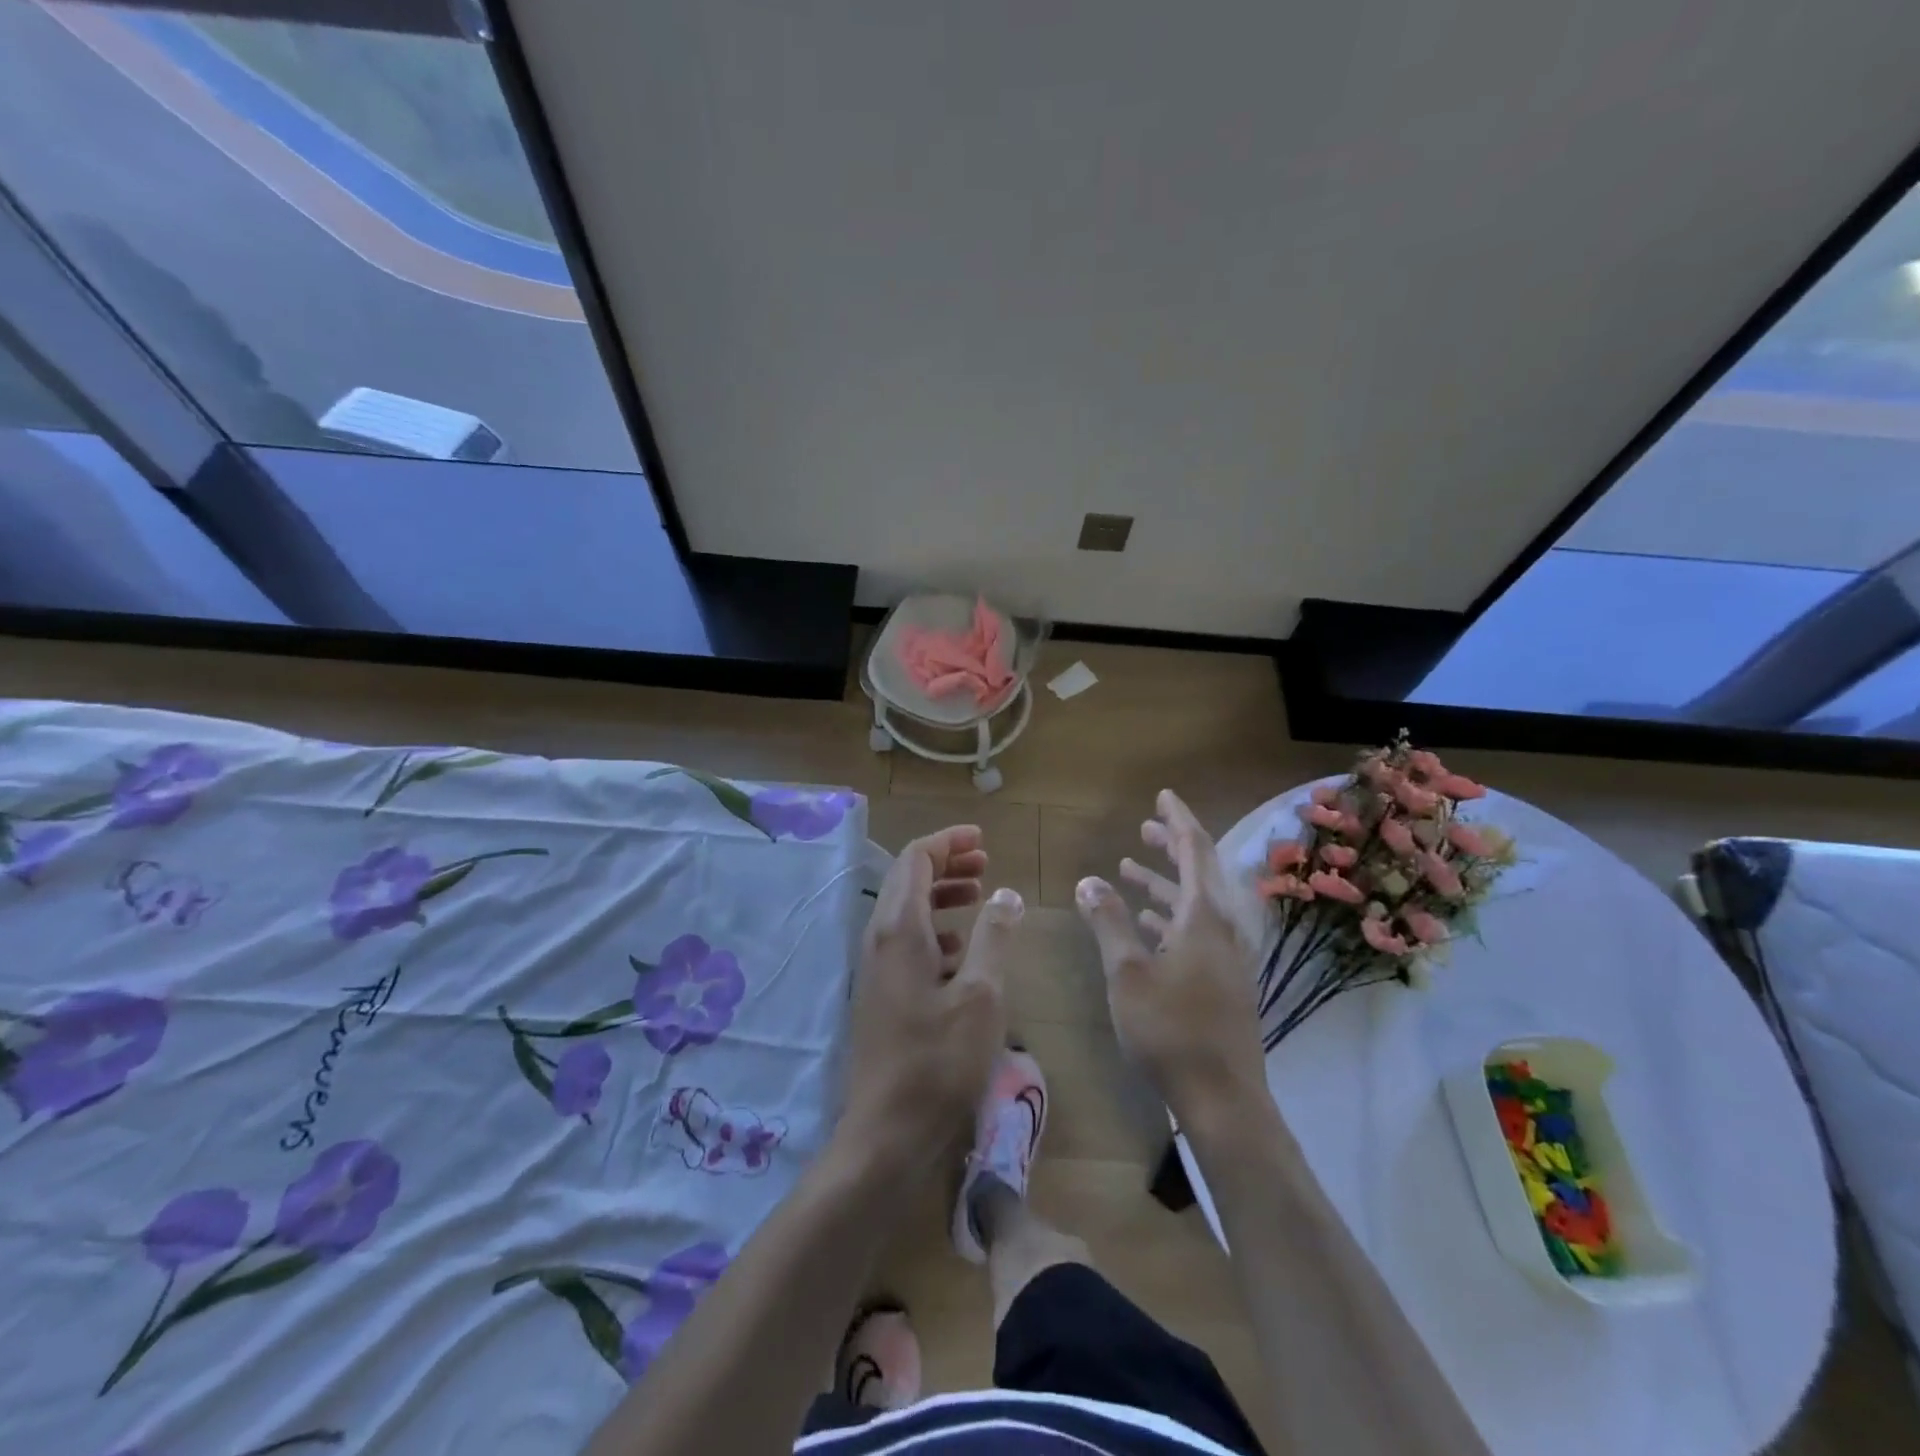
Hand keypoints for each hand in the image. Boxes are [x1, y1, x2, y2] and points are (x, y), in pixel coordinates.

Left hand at [841, 825, 1022, 1177]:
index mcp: (900, 929)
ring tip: (980, 895)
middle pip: (909, 880)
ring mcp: (877, 968)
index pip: (916, 859)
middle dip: (947, 864)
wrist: (888, 1131)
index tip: (982, 839)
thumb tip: (1005, 894)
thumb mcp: (982, 995)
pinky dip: (936, 930)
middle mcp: (880, 939)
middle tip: (986, 862)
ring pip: (909, 911)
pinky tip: (963, 949)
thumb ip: (994, 937)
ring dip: (942, 895)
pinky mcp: (883, 993)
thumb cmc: (940, 1060)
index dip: (948, 842)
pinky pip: (908, 942)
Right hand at [1076, 790, 1266, 1131]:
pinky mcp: (1223, 981)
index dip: (1178, 820)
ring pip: (1195, 904)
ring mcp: (1226, 956)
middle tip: (1143, 829)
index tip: (1162, 796)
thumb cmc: (1170, 1029)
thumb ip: (1108, 922)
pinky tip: (1144, 923)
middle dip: (1171, 847)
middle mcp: (1223, 929)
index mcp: (1205, 917)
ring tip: (1128, 869)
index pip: (1195, 850)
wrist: (1223, 1099)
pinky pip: (1196, 931)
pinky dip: (1169, 916)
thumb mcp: (1128, 972)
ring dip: (1164, 883)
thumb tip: (1089, 881)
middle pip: (1200, 873)